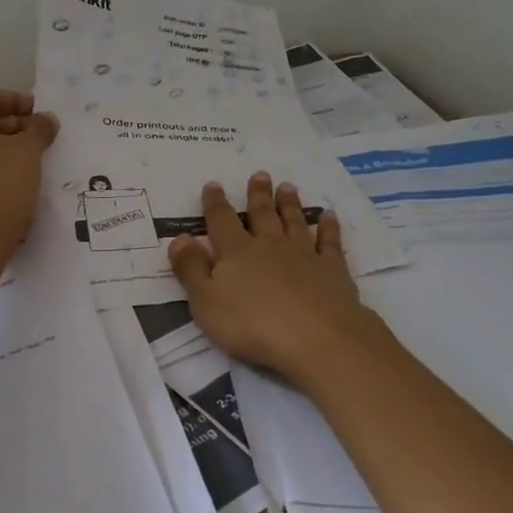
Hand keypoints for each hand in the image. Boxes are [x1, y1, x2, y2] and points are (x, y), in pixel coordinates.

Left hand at [0, 89, 58, 257]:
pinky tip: (15, 170)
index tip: (38, 112)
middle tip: (37, 132)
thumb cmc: (3, 178)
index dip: (15, 100)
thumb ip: (39, 127)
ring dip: (2, 141)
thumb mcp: (29, 148)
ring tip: (31, 152)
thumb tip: (46, 119)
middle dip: (10, 122)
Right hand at [168, 172, 378, 384]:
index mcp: (236, 252)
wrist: (317, 338)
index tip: (214, 185)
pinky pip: (329, 242)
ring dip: (290, 204)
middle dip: (258, 194)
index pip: (221, 220)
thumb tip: (180, 238)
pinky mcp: (332, 269)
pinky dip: (329, 227)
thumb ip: (191, 269)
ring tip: (288, 187)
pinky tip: (329, 216)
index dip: (215, 203)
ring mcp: (304, 254)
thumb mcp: (206, 302)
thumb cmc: (252, 325)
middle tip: (260, 175)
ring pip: (294, 221)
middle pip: (262, 214)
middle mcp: (270, 245)